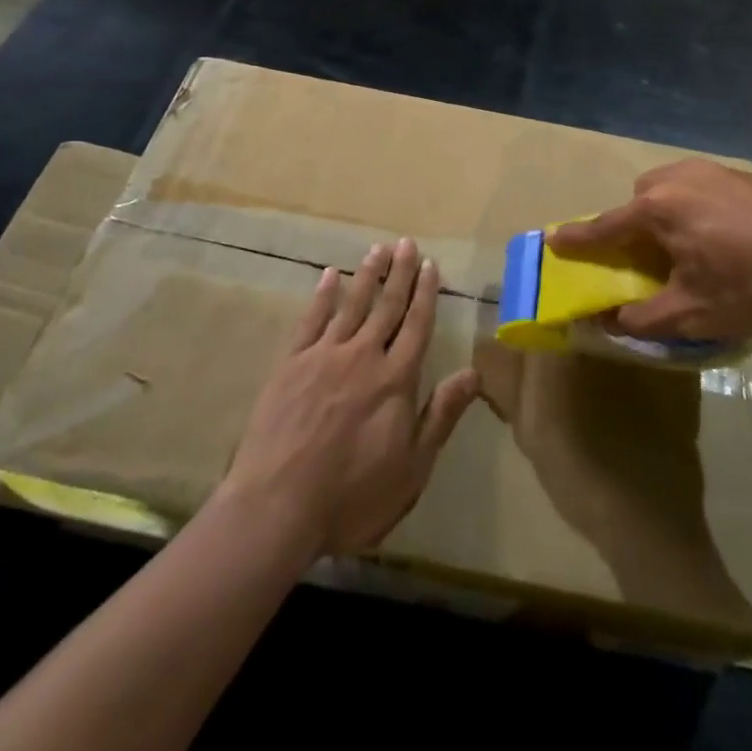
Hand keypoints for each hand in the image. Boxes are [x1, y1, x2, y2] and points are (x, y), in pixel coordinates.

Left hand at [221, 238, 478, 556]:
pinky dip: (322, 296)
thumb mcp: (412, 468)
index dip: (425, 294)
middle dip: (400, 273)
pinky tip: (329, 276)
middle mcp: (363, 356)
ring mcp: (324, 356)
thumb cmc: (352, 497)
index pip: (416, 326)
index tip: (430, 265)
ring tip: (378, 249)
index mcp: (395, 379)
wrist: (278, 508)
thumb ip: (441, 415)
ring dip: (367, 275)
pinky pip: (310, 320)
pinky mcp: (290, 364)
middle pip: (387, 306)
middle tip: (407, 243)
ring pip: (352, 305)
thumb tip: (474, 373)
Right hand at [549, 159, 751, 340]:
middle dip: (636, 225)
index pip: (606, 225)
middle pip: (640, 199)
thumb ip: (641, 318)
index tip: (555, 240)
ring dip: (668, 212)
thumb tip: (608, 320)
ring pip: (673, 187)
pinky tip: (729, 236)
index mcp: (659, 208)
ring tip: (693, 247)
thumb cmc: (751, 288)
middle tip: (653, 259)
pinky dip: (700, 207)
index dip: (579, 238)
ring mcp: (716, 171)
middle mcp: (680, 178)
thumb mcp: (691, 314)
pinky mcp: (746, 175)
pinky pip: (704, 186)